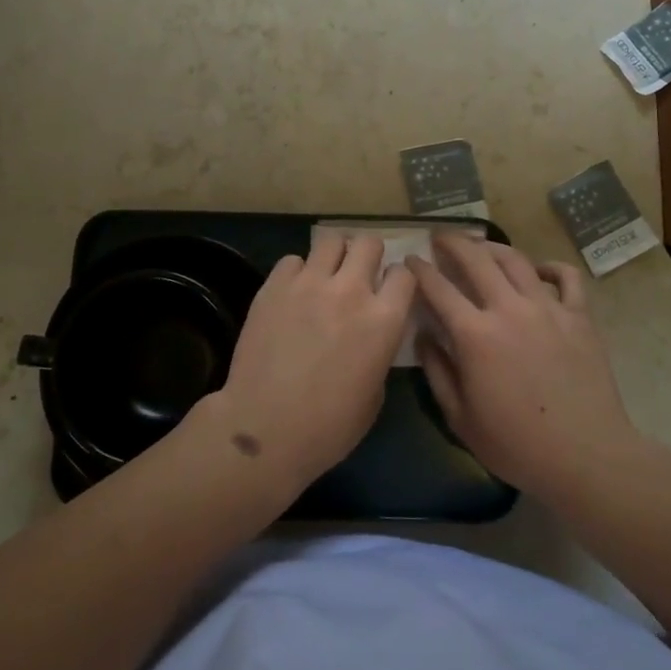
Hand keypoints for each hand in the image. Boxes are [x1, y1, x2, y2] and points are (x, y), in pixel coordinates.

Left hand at [196, 230, 415, 495]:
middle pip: (368, 243)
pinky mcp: (274, 285)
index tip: (389, 291)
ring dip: (333, 256)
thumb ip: (379, 350)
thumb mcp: (375, 393)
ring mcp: (309, 284)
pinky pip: (292, 260)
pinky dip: (296, 272)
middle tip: (357, 276)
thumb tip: (371, 333)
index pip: (404, 273)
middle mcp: (351, 291)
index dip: (397, 281)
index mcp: (384, 320)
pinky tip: (292, 293)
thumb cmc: (329, 427)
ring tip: (325, 276)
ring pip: (331, 240)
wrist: (266, 429)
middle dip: (368, 256)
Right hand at [409, 234, 644, 502]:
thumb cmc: (517, 445)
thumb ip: (437, 372)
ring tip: (481, 246)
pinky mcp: (579, 316)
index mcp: (475, 335)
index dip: (420, 270)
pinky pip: (565, 277)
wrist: (586, 457)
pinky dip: (549, 267)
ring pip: (516, 260)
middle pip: (476, 259)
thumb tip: (423, 337)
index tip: (410, 260)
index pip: (438, 288)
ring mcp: (548, 308)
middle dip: (453, 242)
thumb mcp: (461, 418)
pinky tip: (537, 271)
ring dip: (493, 247)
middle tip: (441, 237)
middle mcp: (509, 309)